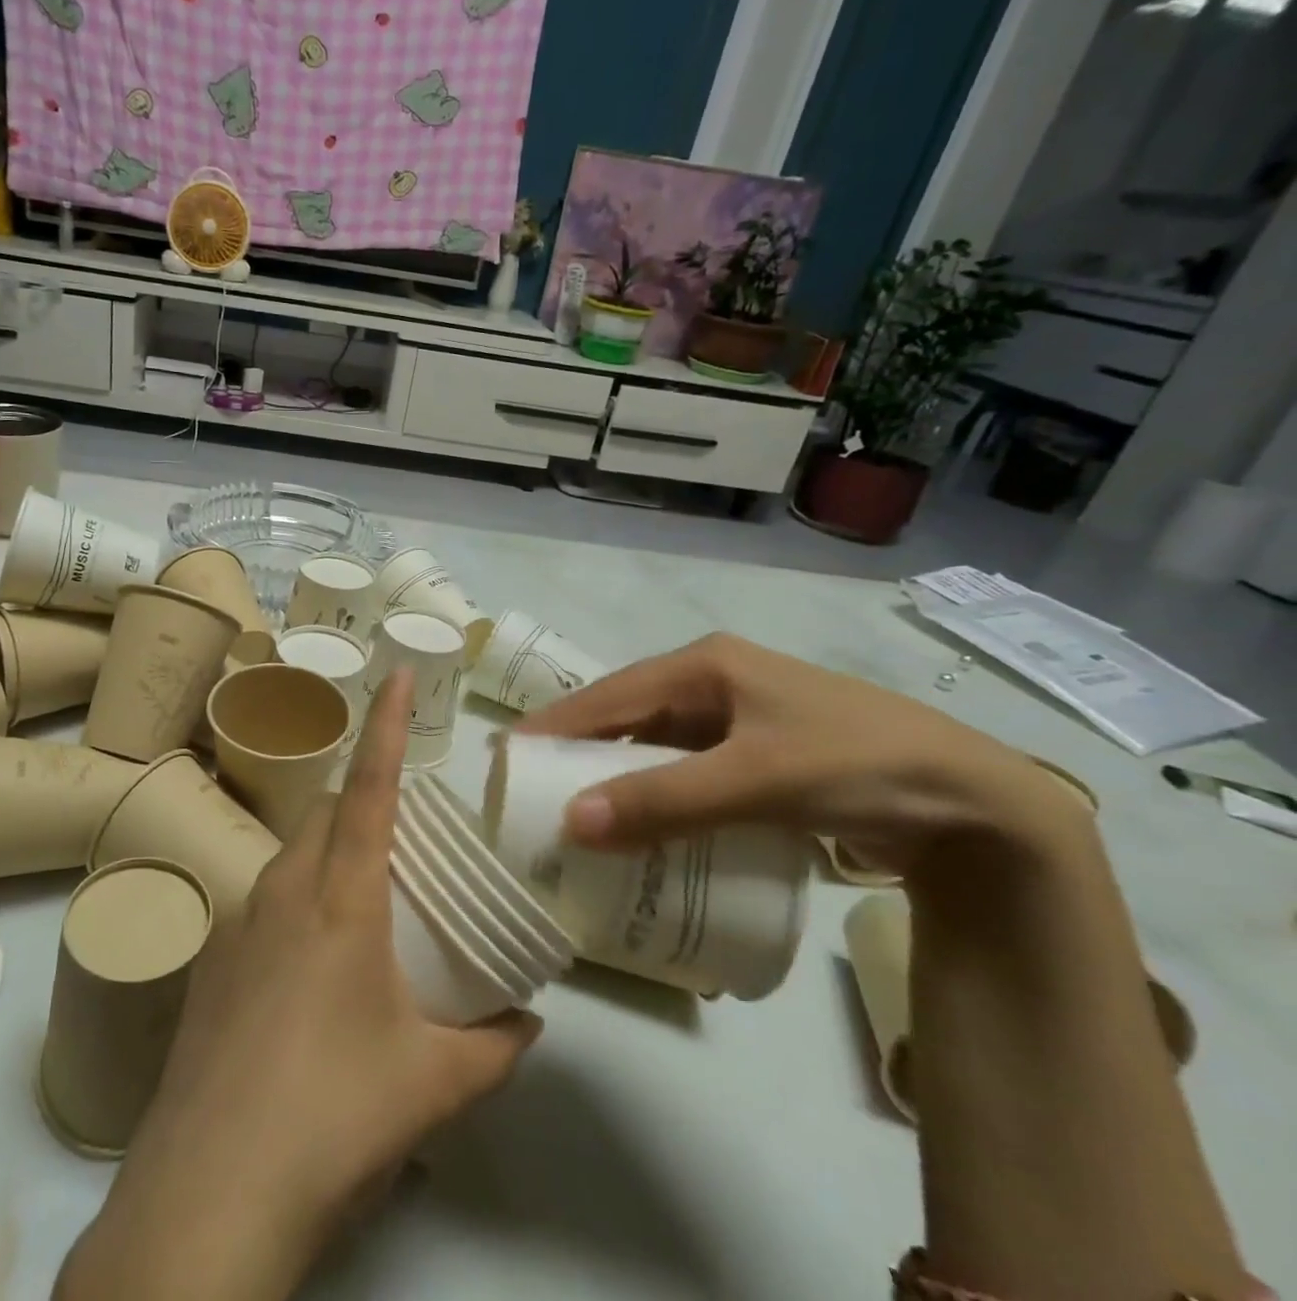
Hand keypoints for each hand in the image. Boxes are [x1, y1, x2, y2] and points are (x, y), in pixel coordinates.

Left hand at [57, 668, 540, 1300]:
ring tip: (369, 908)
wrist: (209, 1195)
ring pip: (293, 855)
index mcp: (340, 899)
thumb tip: (529, 1019)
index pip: (370, 787)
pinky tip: (314, 973)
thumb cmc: (333, 1117)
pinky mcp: (210, 963)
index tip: (396, 672)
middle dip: (366, 801)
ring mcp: (236, 924)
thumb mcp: (434, 1084)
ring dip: (332, 855)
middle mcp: (282, 891)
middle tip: (407, 841)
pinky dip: (298, 902)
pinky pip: (264, 902)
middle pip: (328, 813)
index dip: (387, 725)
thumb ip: (494, 1045)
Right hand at [515, 633, 1087, 877]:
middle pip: (626, 713)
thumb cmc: (858, 767)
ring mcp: (739, 716)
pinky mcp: (759, 751)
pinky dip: (657, 788)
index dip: (556, 723)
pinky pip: (686, 765)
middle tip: (534, 787)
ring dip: (617, 771)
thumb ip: (665, 801)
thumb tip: (572, 822)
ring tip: (575, 806)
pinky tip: (641, 818)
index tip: (507, 754)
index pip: (609, 692)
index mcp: (707, 665)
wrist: (980, 805)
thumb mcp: (757, 782)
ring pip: (655, 741)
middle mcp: (715, 680)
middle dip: (579, 748)